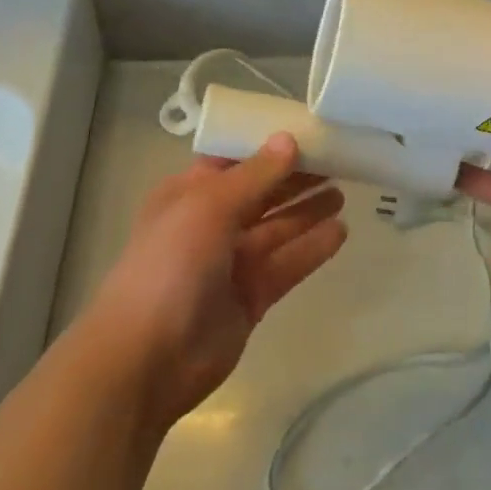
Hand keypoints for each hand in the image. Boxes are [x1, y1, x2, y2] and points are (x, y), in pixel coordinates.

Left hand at [91, 134, 346, 429]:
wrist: (146, 359)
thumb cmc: (170, 266)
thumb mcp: (209, 206)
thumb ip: (255, 174)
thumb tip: (288, 139)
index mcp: (189, 194)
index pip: (234, 159)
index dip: (267, 145)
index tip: (308, 130)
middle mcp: (210, 223)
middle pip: (261, 192)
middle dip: (295, 177)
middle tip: (338, 160)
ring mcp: (231, 263)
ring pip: (277, 228)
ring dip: (307, 210)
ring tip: (344, 192)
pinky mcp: (251, 297)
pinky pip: (287, 264)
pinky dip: (312, 248)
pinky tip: (341, 231)